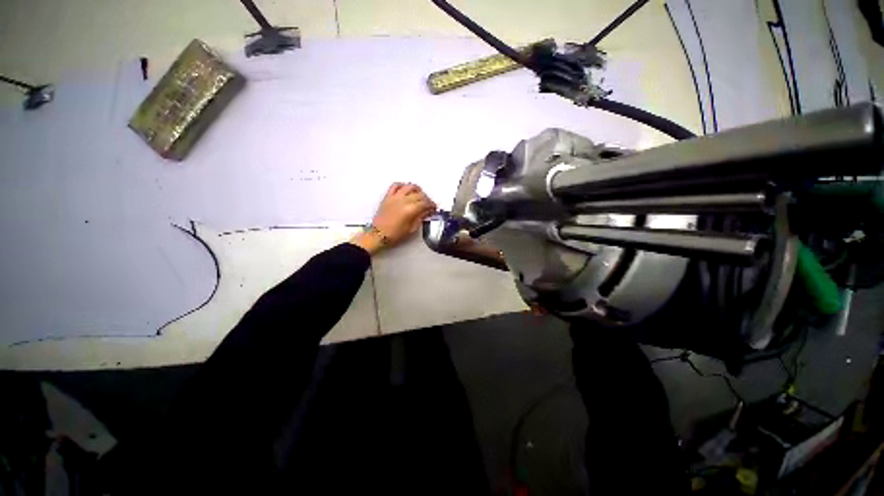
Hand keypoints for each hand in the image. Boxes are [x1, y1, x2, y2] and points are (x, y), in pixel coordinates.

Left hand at [350, 183, 436, 254]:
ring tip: (419, 194)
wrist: (378, 234)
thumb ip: (420, 218)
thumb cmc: (396, 234)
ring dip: (417, 189)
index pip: (425, 203)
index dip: (431, 205)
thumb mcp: (411, 228)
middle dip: (426, 198)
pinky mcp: (388, 196)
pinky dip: (402, 185)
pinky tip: (405, 189)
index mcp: (411, 209)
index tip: (434, 208)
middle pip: (419, 195)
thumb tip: (427, 212)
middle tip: (428, 204)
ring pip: (409, 187)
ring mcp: (395, 197)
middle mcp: (404, 200)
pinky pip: (395, 185)